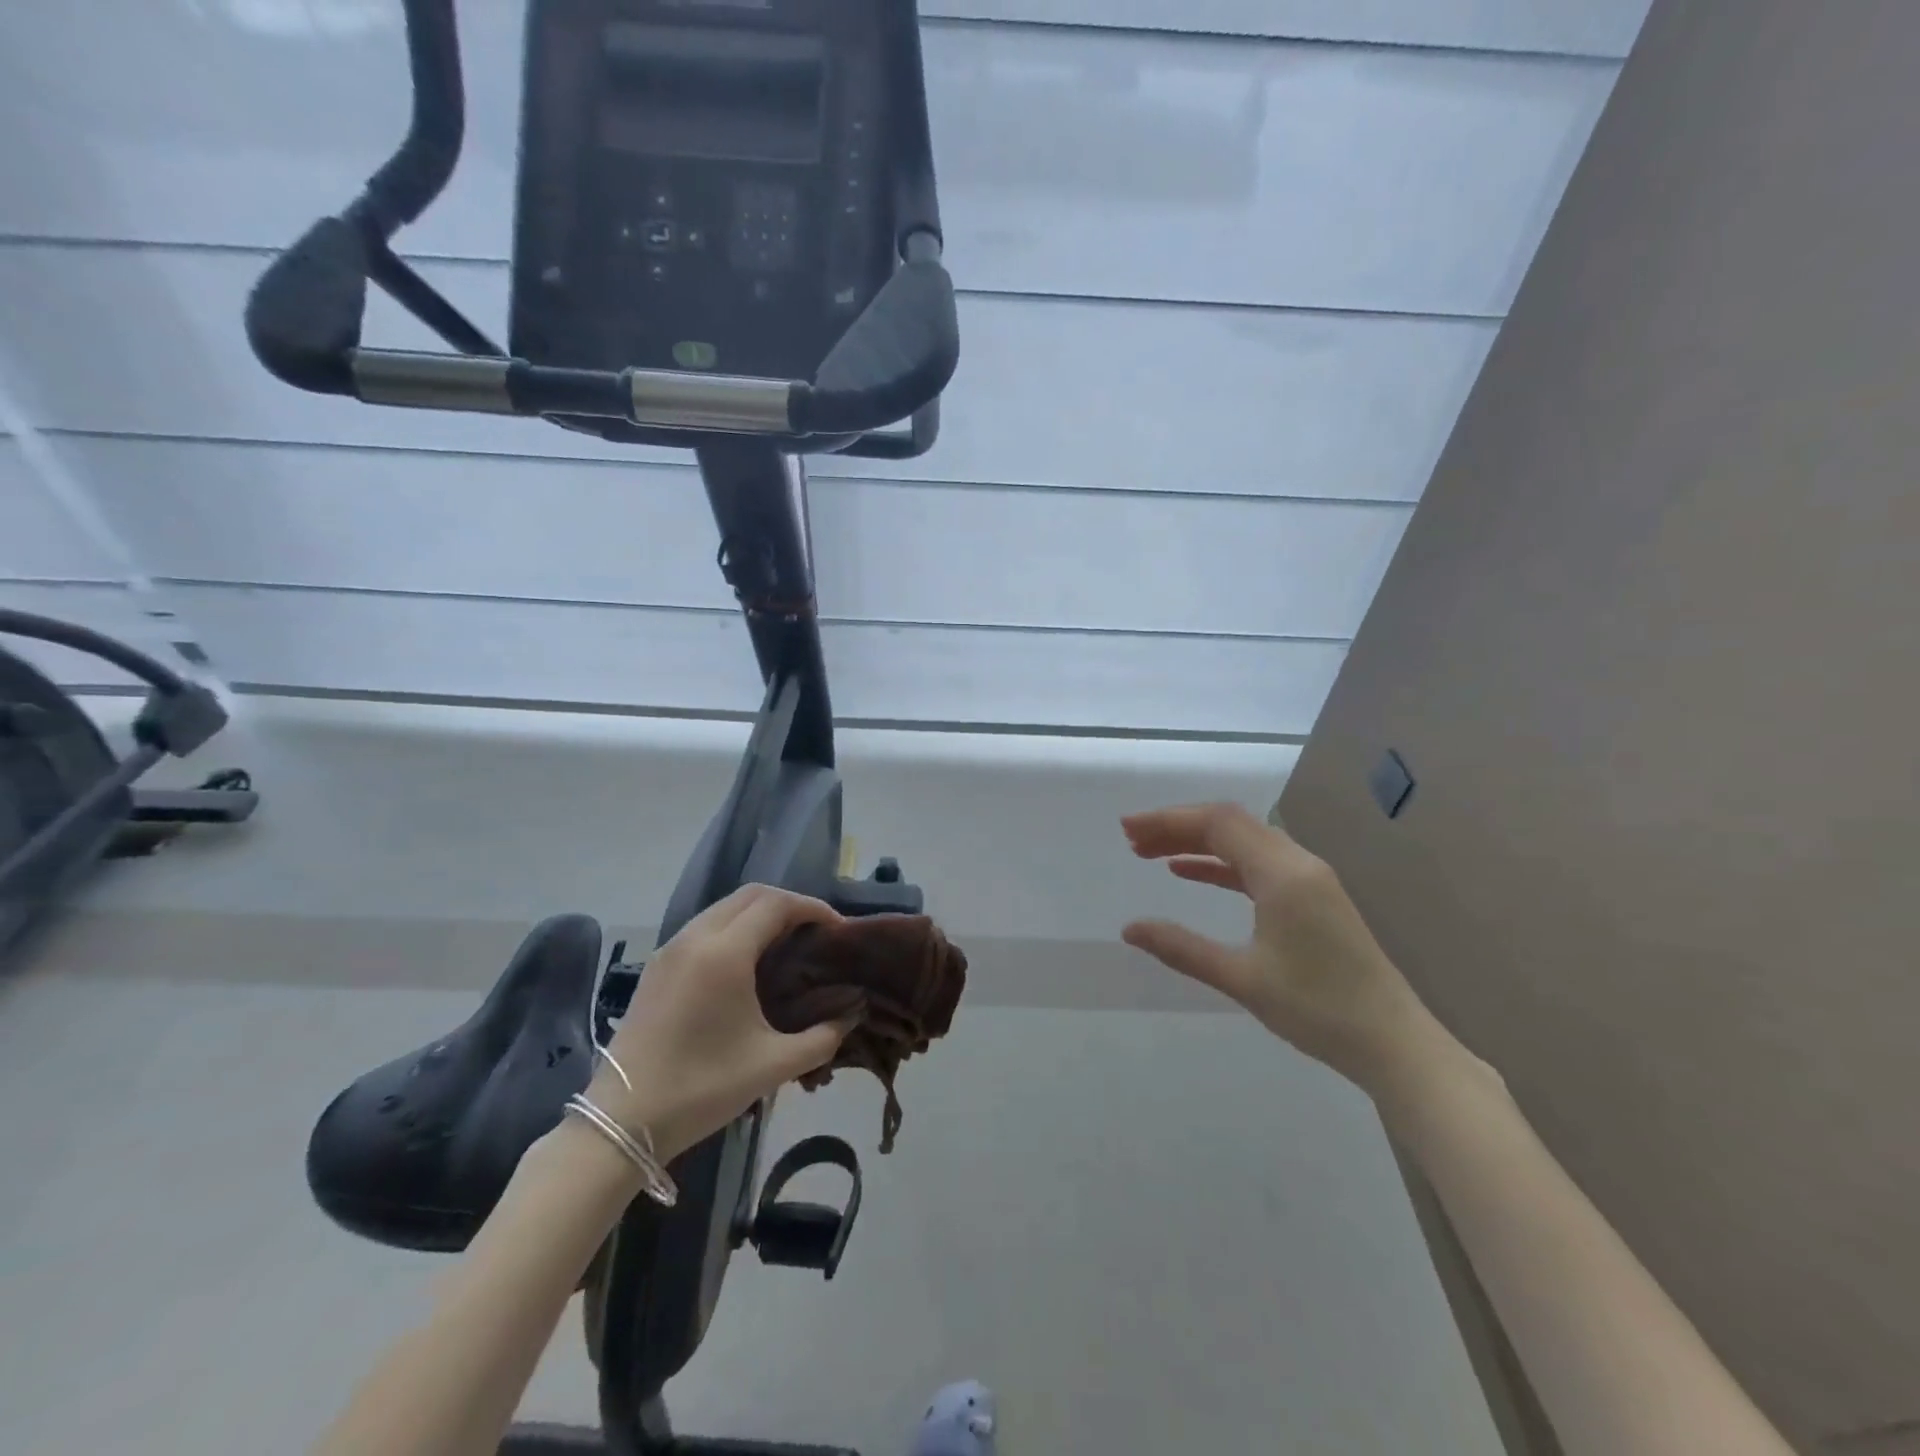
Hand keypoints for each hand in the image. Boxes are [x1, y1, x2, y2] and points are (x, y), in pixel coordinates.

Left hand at [587, 884, 858, 1162]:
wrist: (621, 1123)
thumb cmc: (702, 1088)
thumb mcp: (773, 1065)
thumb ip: (823, 1037)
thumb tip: (852, 1013)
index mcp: (725, 953)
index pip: (776, 904)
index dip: (813, 908)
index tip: (838, 929)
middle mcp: (696, 937)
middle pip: (750, 895)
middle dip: (789, 905)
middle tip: (816, 932)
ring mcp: (670, 949)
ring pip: (724, 908)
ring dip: (759, 914)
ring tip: (786, 944)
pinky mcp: (656, 966)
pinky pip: (704, 926)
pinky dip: (734, 928)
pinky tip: (747, 962)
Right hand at [1120, 802, 1459, 1094]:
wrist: (1394, 1043)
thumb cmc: (1318, 1010)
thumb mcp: (1242, 979)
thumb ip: (1182, 948)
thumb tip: (1129, 929)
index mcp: (1283, 874)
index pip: (1218, 823)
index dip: (1169, 820)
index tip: (1128, 829)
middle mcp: (1298, 863)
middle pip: (1230, 824)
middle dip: (1178, 827)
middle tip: (1131, 840)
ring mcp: (1310, 878)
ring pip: (1243, 842)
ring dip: (1197, 843)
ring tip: (1151, 854)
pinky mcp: (1313, 897)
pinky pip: (1258, 864)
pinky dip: (1221, 863)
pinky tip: (1190, 874)